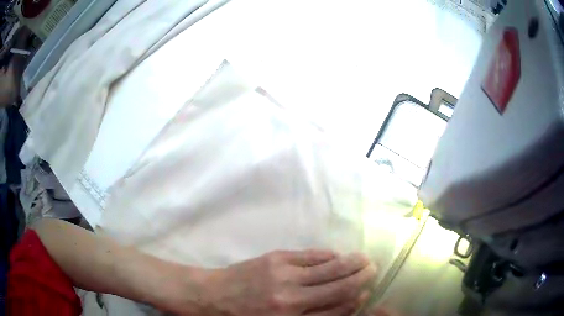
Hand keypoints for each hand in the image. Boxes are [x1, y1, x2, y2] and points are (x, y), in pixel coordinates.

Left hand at [199, 250, 376, 315]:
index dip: (354, 299)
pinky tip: (335, 255)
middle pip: (338, 285)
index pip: (336, 309)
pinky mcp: (276, 258)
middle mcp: (292, 298)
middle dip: (360, 276)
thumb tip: (342, 304)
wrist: (210, 296)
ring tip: (363, 259)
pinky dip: (327, 255)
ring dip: (349, 262)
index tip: (366, 292)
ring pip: (329, 267)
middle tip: (373, 268)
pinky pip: (311, 255)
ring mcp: (284, 274)